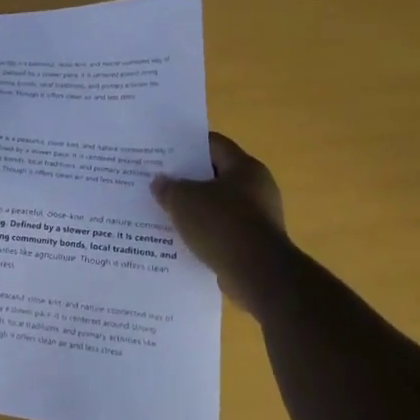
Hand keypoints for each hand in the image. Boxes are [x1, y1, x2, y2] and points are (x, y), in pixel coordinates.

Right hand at [151, 132, 294, 317]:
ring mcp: (259, 219)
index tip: (163, 152)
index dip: (187, 145)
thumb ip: (168, 187)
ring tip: (165, 213)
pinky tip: (182, 241)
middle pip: (216, 176)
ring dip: (195, 210)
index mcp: (245, 167)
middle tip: (159, 183)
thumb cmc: (222, 225)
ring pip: (218, 207)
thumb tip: (160, 182)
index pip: (214, 144)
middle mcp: (257, 188)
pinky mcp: (256, 245)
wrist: (260, 276)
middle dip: (187, 180)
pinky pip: (223, 232)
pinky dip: (205, 234)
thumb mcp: (183, 200)